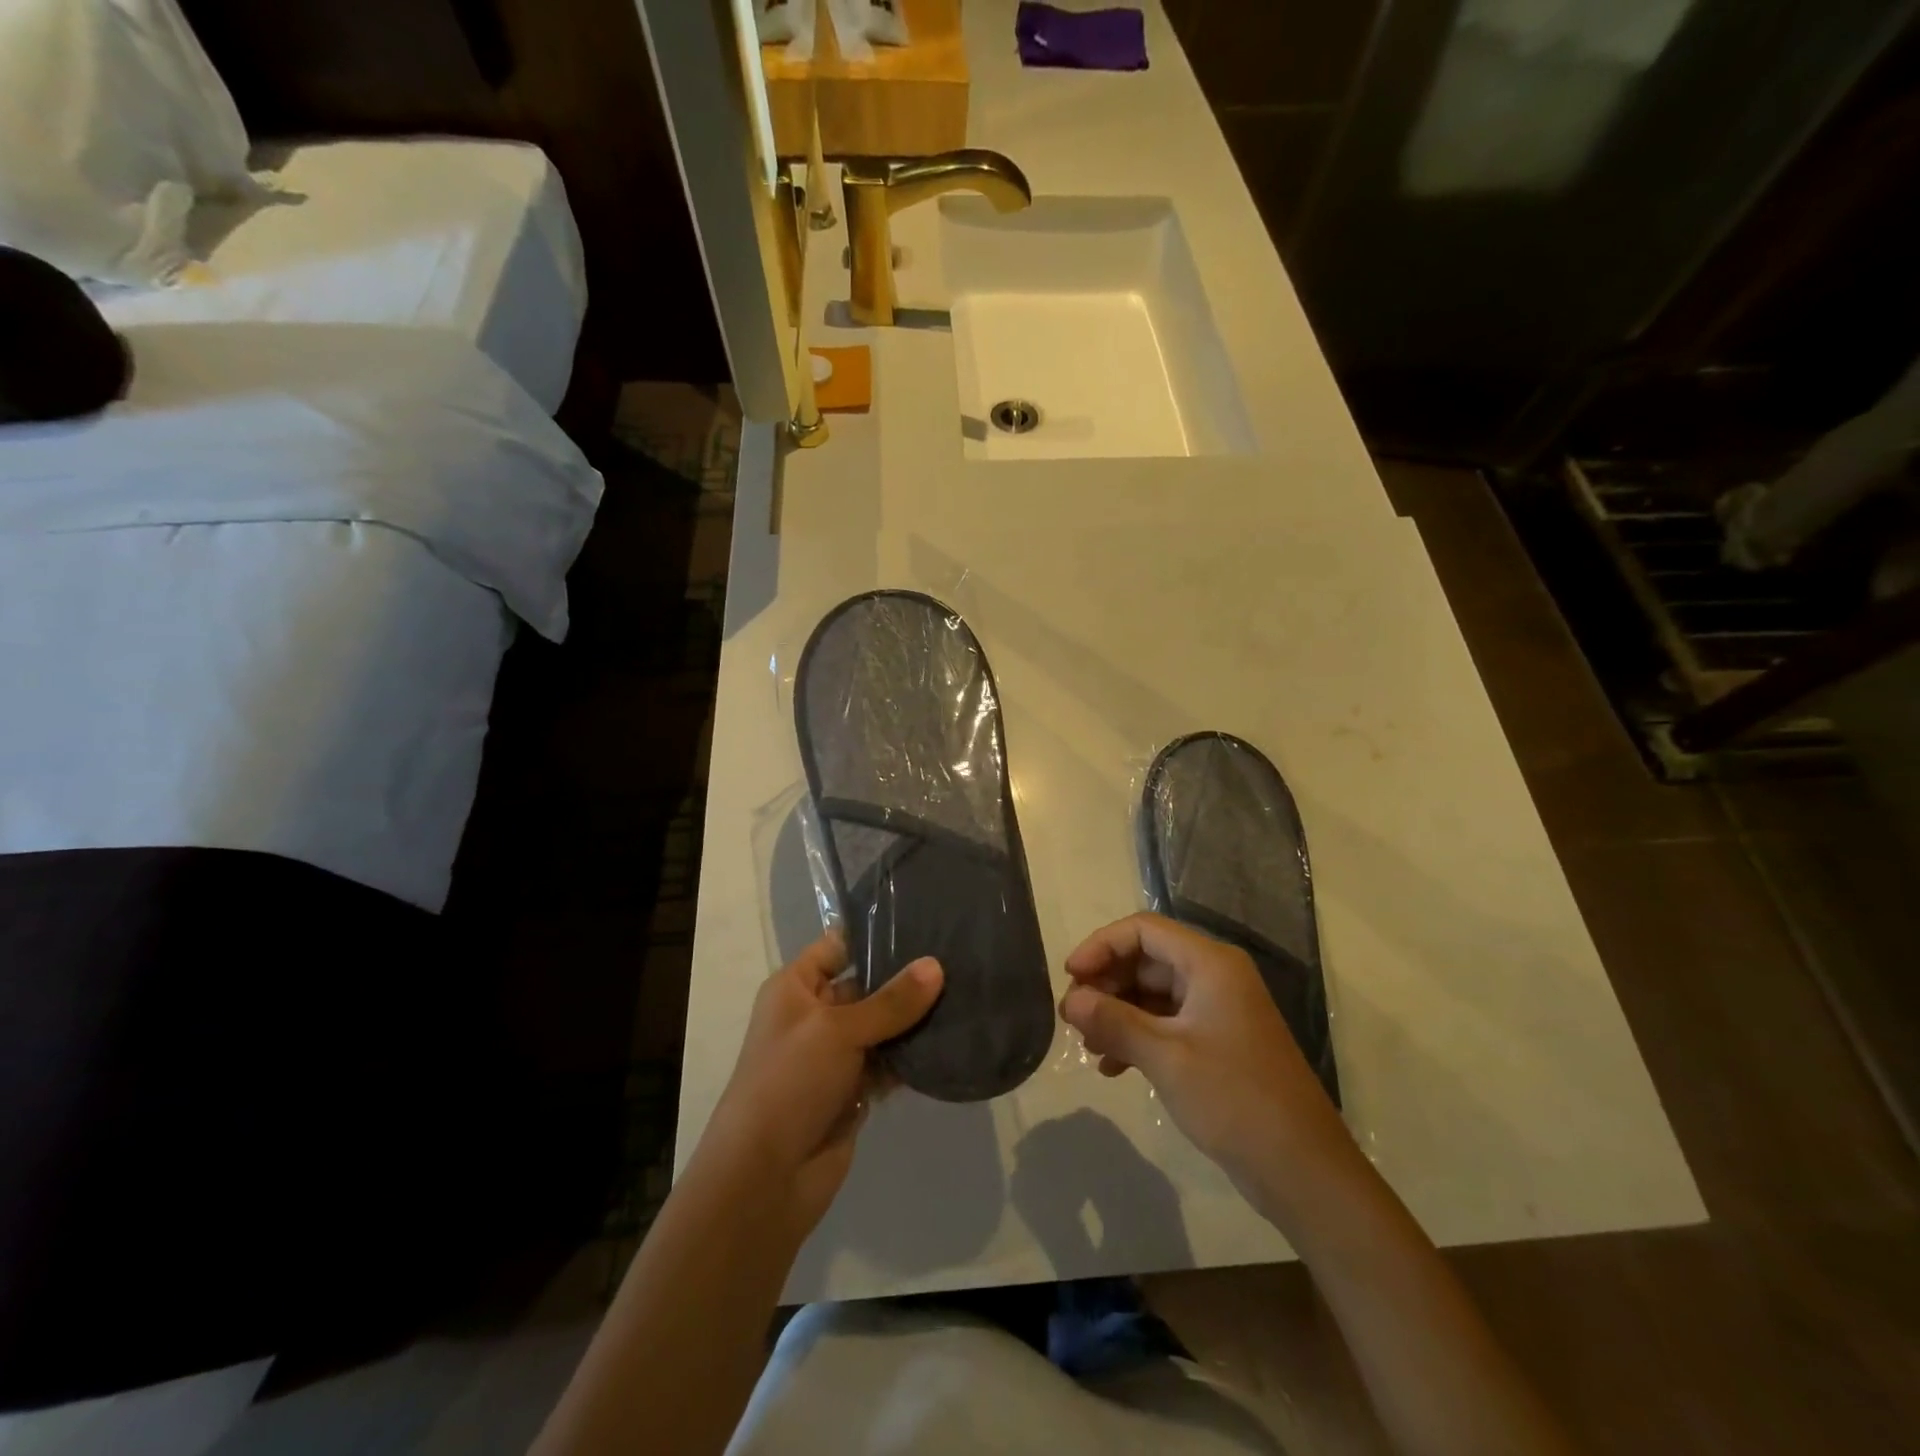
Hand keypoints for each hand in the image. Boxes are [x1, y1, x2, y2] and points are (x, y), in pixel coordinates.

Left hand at [705, 933, 942, 1236]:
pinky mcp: (854, 1091)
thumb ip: (891, 1000)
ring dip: (916, 1018)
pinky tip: (952, 1039)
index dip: (875, 933)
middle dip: (907, 976)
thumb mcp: (838, 1030)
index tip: (924, 920)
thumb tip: (936, 965)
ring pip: (883, 1025)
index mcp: (796, 988)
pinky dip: (913, 1055)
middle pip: (866, 985)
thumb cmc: (790, 1082)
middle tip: (959, 956)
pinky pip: (889, 1062)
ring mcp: (835, 1055)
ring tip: (966, 992)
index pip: (838, 946)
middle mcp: (815, 1015)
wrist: (764, 1178)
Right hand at [1058, 913, 1358, 1227]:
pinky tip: (1111, 1067)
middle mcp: (1214, 977)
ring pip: (1152, 993)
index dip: (1101, 946)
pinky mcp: (1216, 1042)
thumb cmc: (1235, 1100)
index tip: (1068, 977)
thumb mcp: (1166, 1057)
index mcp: (1210, 964)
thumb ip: (1114, 1022)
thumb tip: (1070, 1000)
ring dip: (1117, 1013)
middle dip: (1106, 983)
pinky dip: (1136, 1037)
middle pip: (1146, 960)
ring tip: (1086, 1044)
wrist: (1304, 1171)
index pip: (1143, 930)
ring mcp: (1217, 1010)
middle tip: (1071, 1017)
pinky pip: (1166, 1023)